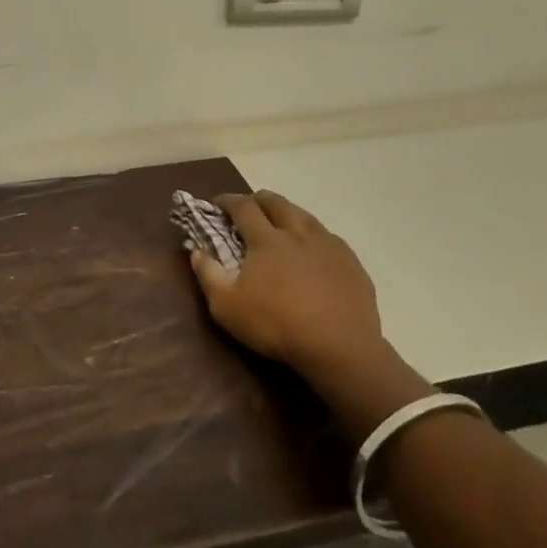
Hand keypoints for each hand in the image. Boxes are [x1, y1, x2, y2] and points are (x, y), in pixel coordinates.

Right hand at [189, 191, 385, 388]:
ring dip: (286, 213)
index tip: (217, 203)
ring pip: (304, 215)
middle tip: (248, 208)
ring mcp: (327, 244)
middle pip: (276, 202)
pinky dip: (312, 236)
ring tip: (280, 225)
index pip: (243, 206)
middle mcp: (297, 232)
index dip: (228, 200)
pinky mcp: (350, 261)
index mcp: (266, 239)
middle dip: (258, 199)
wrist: (340, 347)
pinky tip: (312, 251)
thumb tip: (196, 251)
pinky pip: (327, 236)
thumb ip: (208, 275)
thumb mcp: (227, 308)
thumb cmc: (277, 326)